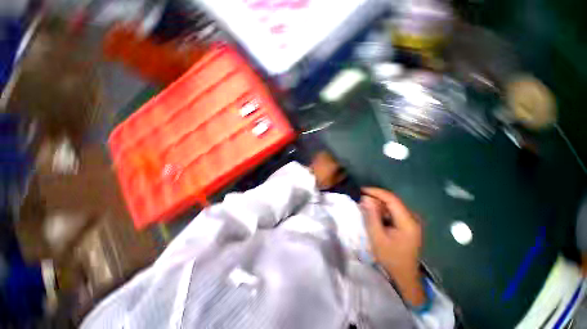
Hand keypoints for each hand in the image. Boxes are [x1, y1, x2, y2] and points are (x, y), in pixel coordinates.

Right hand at [361, 187, 424, 305]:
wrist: (404, 274)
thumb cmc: (390, 257)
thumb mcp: (377, 237)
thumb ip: (371, 216)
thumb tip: (365, 198)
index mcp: (407, 222)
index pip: (392, 199)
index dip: (376, 192)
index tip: (362, 190)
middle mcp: (412, 218)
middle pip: (392, 201)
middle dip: (376, 198)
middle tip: (361, 200)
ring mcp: (411, 221)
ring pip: (392, 206)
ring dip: (378, 204)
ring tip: (365, 207)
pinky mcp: (407, 224)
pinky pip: (393, 212)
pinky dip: (382, 211)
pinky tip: (374, 215)